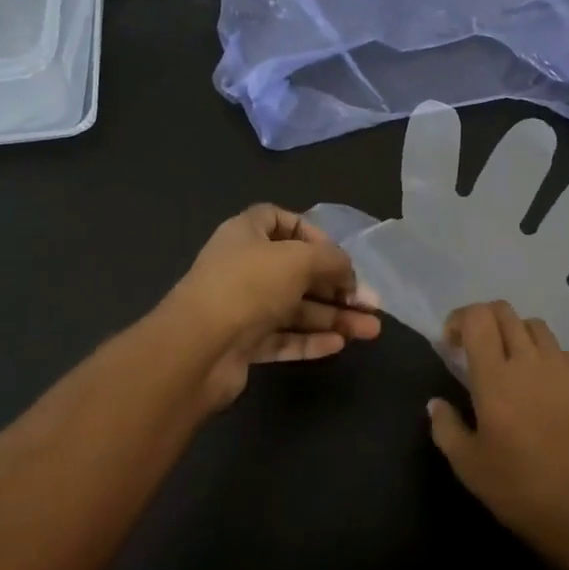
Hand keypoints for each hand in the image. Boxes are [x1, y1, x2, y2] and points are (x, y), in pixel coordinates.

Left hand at [164, 206, 380, 409]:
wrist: (197, 349)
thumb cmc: (249, 285)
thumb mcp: (300, 260)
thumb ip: (332, 261)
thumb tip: (348, 274)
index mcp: (246, 234)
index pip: (280, 221)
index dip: (311, 233)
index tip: (336, 253)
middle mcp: (242, 267)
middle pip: (296, 271)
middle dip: (336, 287)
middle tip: (371, 304)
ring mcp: (241, 307)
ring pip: (294, 309)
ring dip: (333, 317)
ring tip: (370, 331)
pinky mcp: (242, 344)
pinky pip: (282, 338)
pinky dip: (310, 341)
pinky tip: (339, 345)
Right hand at [427, 300, 568, 550]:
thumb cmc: (522, 490)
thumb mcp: (470, 467)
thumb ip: (446, 428)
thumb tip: (435, 403)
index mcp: (495, 377)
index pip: (477, 318)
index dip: (460, 319)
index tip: (451, 343)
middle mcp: (530, 360)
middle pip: (505, 312)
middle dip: (484, 320)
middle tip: (476, 349)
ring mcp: (564, 368)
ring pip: (536, 326)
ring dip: (516, 334)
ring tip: (511, 363)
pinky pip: (563, 350)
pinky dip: (546, 355)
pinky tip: (544, 385)